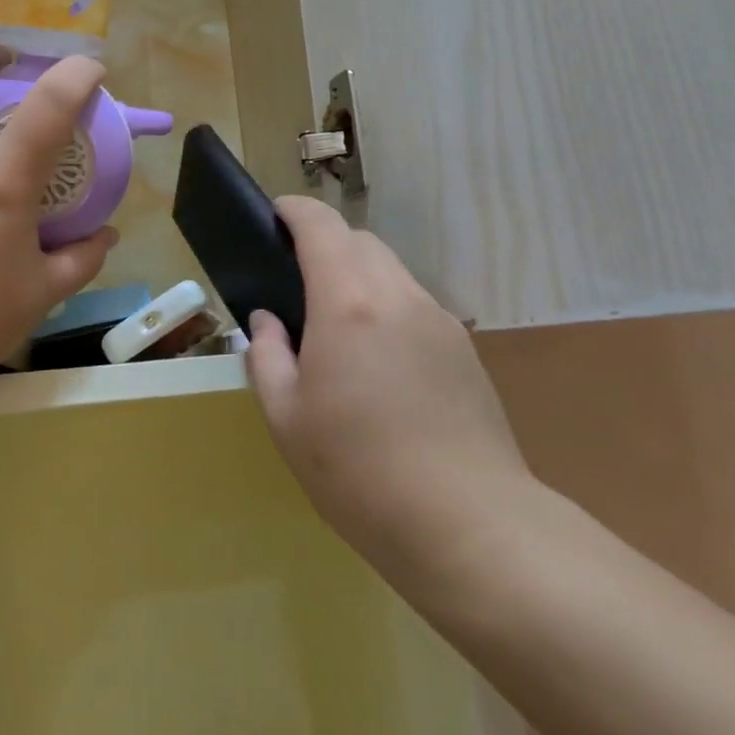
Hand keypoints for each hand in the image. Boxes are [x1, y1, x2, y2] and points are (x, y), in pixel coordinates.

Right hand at [246, 197, 534, 586]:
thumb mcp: (286, 419)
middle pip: (360, 242)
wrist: (467, 523)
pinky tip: (381, 364)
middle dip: (326, 245)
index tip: (274, 216)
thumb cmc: (358, 472)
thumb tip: (267, 321)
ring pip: (392, 271)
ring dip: (359, 277)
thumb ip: (266, 357)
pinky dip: (388, 307)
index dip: (294, 211)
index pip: (321, 226)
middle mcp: (397, 296)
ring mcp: (438, 320)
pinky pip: (415, 305)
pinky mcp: (464, 349)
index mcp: (347, 304)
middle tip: (298, 286)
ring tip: (339, 331)